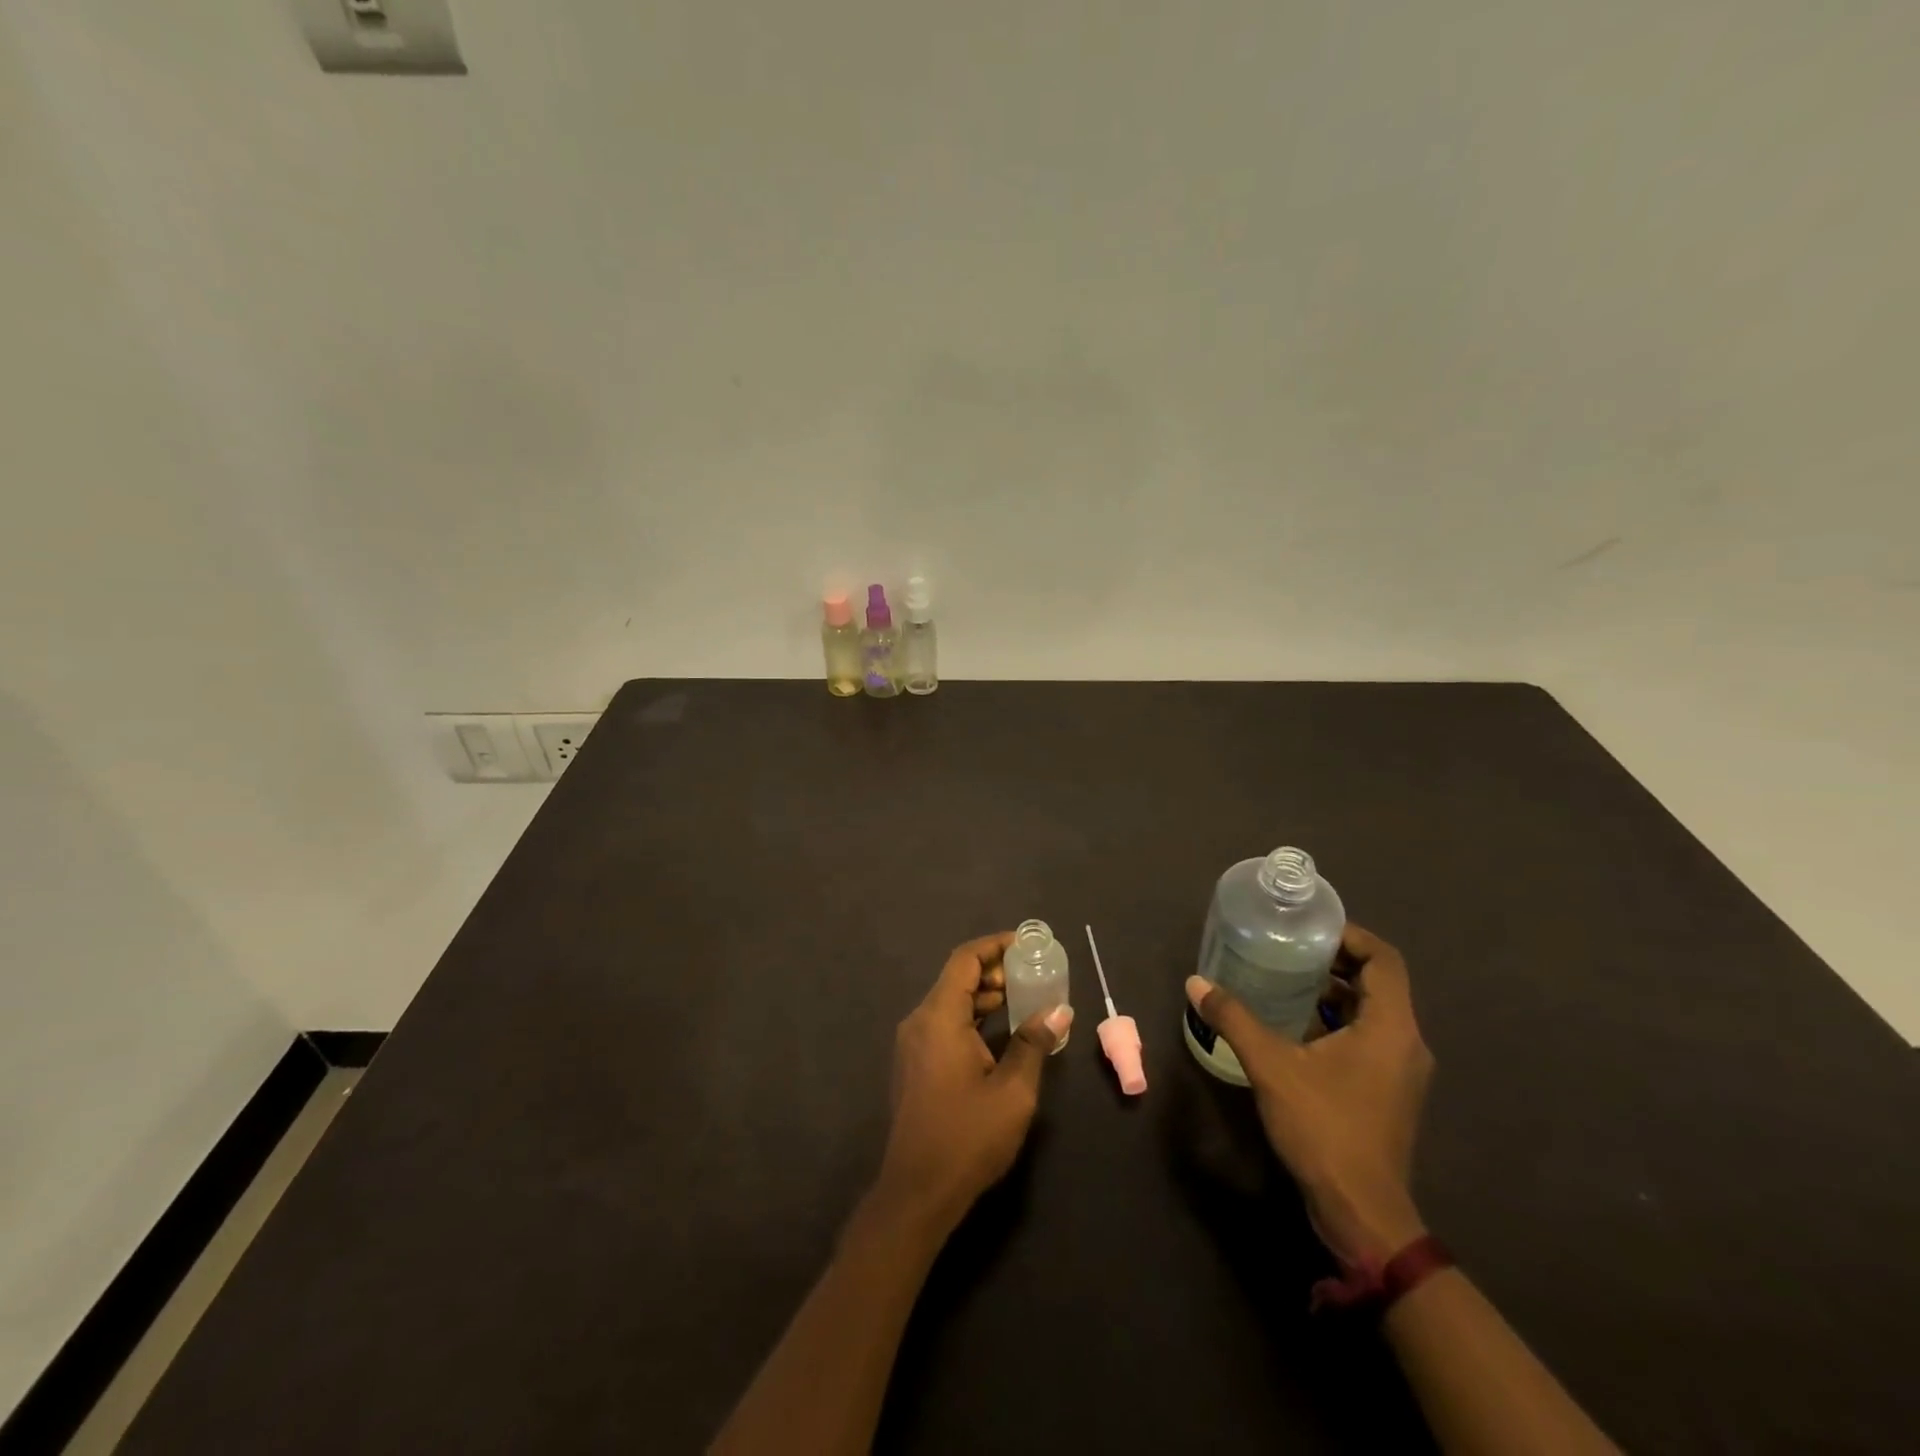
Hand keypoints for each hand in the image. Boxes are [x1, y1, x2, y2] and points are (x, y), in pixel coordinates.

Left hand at [873, 933, 1073, 1237]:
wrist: (917, 1192)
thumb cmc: (967, 1137)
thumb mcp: (1013, 1091)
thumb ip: (1034, 1044)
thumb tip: (1059, 1011)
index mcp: (939, 1017)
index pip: (965, 960)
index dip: (994, 946)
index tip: (1026, 944)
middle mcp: (919, 1021)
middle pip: (956, 979)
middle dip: (993, 971)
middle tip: (1030, 975)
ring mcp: (912, 1044)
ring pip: (949, 1002)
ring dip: (983, 996)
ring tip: (1021, 1000)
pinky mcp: (914, 1064)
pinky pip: (943, 1024)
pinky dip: (970, 1018)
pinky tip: (998, 1033)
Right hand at [1186, 923, 1433, 1263]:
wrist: (1362, 1212)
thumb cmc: (1325, 1128)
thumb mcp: (1272, 1067)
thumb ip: (1235, 1019)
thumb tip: (1196, 983)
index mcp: (1392, 1027)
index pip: (1384, 959)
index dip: (1349, 935)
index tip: (1308, 929)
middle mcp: (1406, 1043)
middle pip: (1379, 983)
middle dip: (1335, 961)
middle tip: (1288, 949)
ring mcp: (1401, 1071)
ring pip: (1373, 1013)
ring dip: (1334, 994)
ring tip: (1286, 981)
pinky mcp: (1389, 1092)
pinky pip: (1368, 1039)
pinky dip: (1337, 1023)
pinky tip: (1295, 1028)